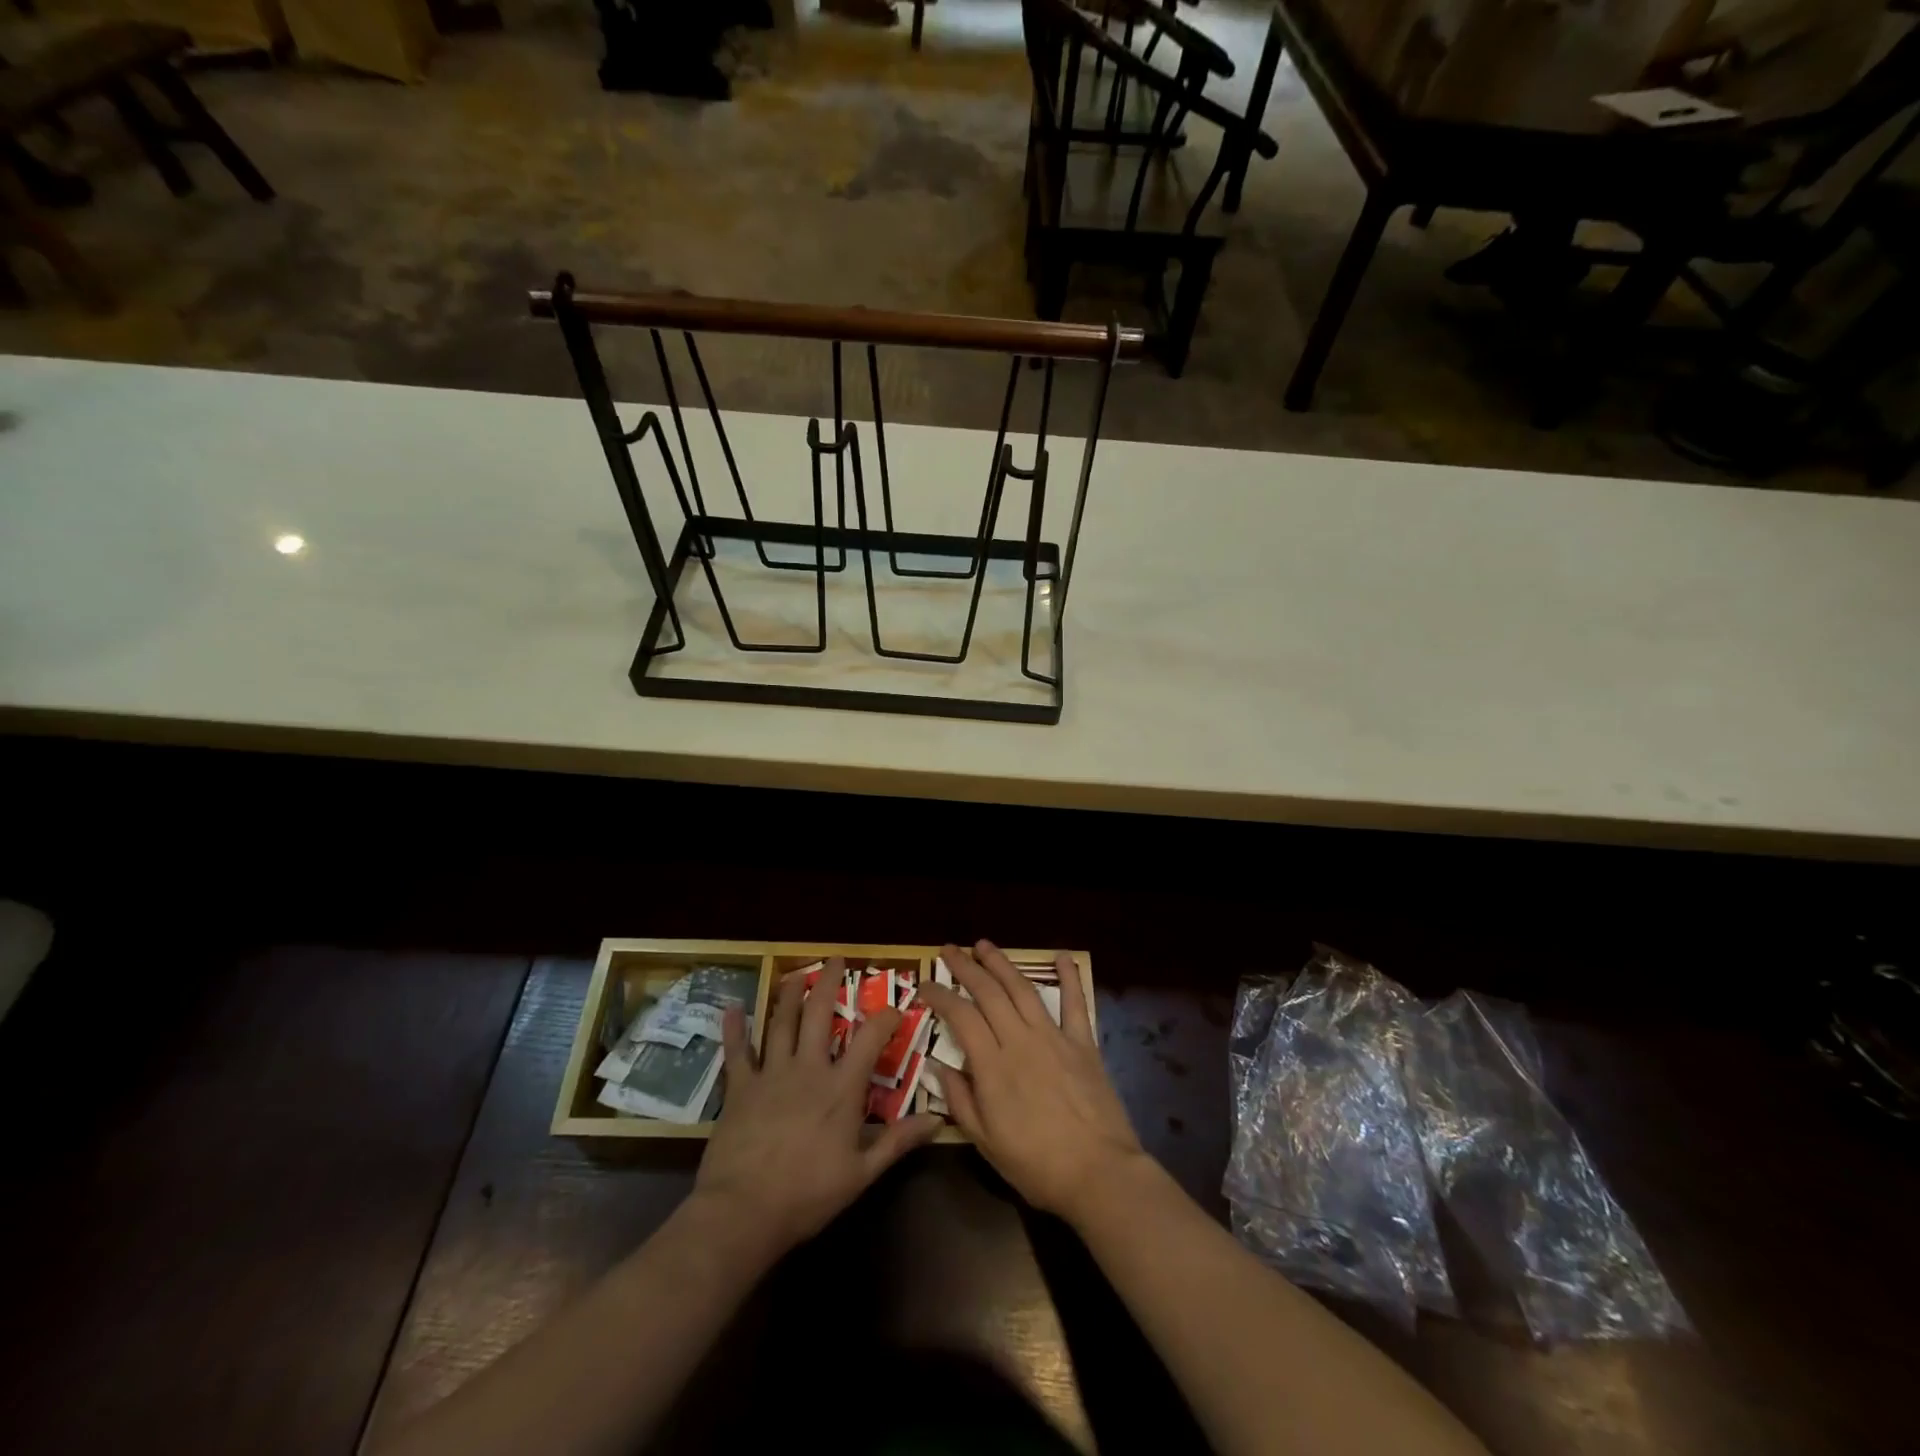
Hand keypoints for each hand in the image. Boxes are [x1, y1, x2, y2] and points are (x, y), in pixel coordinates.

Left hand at [694, 957, 939, 1258]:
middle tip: (835, 959)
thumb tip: (937, 1120)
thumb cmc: (807, 1195)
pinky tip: (733, 1008)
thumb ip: (898, 1142)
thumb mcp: (861, 1174)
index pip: (870, 1039)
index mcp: (841, 1088)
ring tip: (796, 973)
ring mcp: (771, 1074)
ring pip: (782, 1023)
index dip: (885, 1018)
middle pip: (820, 1014)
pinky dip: (735, 1029)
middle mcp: (808, 1069)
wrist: (743, 1212)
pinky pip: (738, 1052)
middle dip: (829, 983)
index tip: (895, 1007)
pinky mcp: (740, 1088)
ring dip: (790, 994)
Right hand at [919, 940, 1146, 1225]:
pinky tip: (1063, 957)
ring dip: (1002, 963)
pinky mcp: (1083, 1043)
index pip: (960, 1017)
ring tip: (984, 944)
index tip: (925, 984)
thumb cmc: (1037, 1166)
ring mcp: (1054, 1037)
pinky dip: (1069, 977)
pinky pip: (1076, 1003)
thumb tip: (939, 1066)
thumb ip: (960, 1101)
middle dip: (966, 967)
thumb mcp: (986, 1143)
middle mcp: (1020, 1040)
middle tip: (950, 949)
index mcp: (992, 1066)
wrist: (1099, 1174)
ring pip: (1022, 988)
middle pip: (988, 992)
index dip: (940, 995)